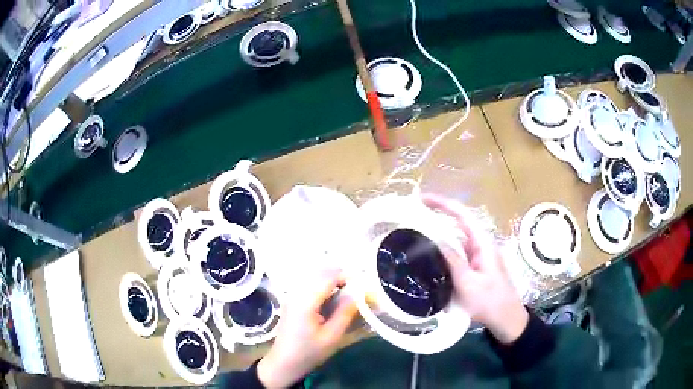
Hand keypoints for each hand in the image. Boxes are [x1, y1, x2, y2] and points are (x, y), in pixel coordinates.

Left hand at [257, 271, 357, 388]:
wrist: (283, 362)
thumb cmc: (308, 352)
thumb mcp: (332, 336)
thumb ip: (345, 312)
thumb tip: (358, 292)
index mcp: (305, 301)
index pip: (328, 276)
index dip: (347, 276)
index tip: (362, 286)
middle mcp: (296, 292)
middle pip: (320, 272)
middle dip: (340, 276)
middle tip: (356, 291)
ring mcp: (291, 295)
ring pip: (314, 276)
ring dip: (332, 280)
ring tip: (346, 295)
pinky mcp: (291, 300)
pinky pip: (309, 284)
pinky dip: (323, 285)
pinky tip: (331, 299)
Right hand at [422, 194, 528, 344]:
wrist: (505, 319)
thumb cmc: (489, 301)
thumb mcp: (468, 283)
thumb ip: (453, 260)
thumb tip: (436, 238)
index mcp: (482, 243)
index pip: (462, 214)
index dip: (442, 204)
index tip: (421, 199)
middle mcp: (480, 244)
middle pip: (457, 224)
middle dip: (436, 217)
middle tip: (411, 218)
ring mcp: (477, 256)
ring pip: (455, 240)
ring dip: (438, 236)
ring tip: (415, 236)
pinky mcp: (474, 266)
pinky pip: (457, 254)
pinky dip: (443, 252)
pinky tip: (429, 257)